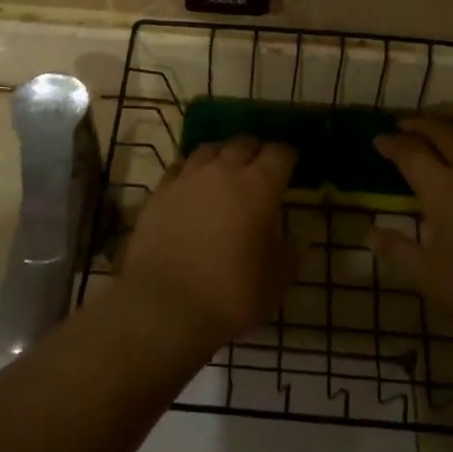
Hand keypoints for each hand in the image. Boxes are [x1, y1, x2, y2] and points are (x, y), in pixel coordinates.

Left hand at [119, 137, 297, 348]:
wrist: (164, 308)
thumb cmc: (230, 295)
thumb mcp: (276, 281)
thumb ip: (289, 252)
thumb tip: (293, 237)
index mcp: (258, 187)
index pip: (279, 153)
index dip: (287, 156)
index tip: (291, 165)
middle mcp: (223, 172)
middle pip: (243, 143)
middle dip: (256, 150)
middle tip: (261, 167)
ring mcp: (187, 179)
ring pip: (209, 149)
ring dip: (223, 155)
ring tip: (226, 170)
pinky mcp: (159, 192)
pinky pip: (180, 168)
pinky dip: (191, 171)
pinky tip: (193, 185)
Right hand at [369, 117, 452, 351]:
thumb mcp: (426, 278)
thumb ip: (396, 250)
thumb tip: (369, 232)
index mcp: (444, 190)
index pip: (411, 154)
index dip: (392, 144)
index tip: (378, 140)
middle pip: (444, 134)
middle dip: (420, 124)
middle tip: (403, 125)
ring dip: (450, 127)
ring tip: (436, 129)